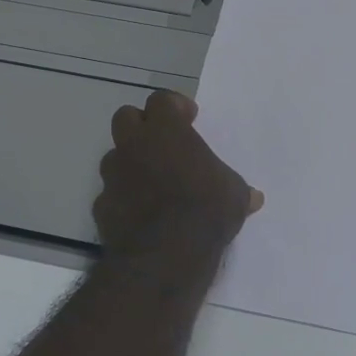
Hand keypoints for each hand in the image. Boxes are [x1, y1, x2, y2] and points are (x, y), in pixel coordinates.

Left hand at [95, 90, 263, 258]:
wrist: (164, 255)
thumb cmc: (206, 210)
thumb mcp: (235, 196)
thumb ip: (239, 189)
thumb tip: (254, 198)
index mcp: (166, 131)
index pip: (161, 100)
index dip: (175, 107)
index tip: (189, 118)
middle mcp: (134, 145)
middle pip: (126, 117)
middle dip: (142, 126)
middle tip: (163, 143)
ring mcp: (113, 175)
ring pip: (114, 156)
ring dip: (130, 162)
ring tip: (152, 182)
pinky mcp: (101, 206)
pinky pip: (111, 193)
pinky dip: (123, 198)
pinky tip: (141, 214)